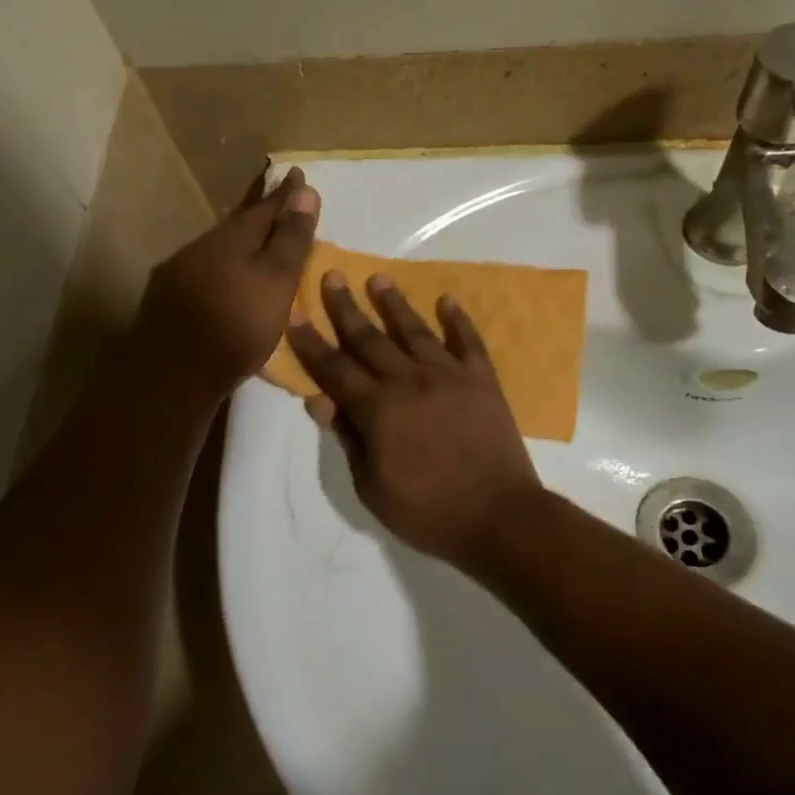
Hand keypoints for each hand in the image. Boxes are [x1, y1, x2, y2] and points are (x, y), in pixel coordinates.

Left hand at [133, 166, 320, 401]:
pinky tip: (225, 282)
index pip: (266, 206)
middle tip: (278, 201)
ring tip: (256, 244)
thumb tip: (305, 191)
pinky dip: (221, 270)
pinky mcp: (167, 300)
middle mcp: (202, 246)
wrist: (173, 373)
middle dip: (259, 213)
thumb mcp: (276, 281)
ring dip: (238, 243)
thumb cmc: (236, 325)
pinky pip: (203, 272)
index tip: (297, 173)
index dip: (284, 192)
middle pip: (238, 224)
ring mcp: (180, 272)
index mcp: (233, 237)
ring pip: (217, 248)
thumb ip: (290, 239)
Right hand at [287, 271, 543, 565]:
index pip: (335, 368)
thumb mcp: (372, 487)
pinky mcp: (482, 380)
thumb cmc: (427, 511)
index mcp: (377, 409)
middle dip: (346, 307)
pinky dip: (457, 319)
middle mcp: (409, 381)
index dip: (311, 342)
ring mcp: (449, 376)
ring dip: (394, 303)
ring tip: (379, 278)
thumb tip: (319, 400)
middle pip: (369, 338)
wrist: (499, 518)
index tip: (295, 313)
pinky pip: (468, 341)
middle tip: (332, 276)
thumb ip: (348, 438)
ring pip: (414, 330)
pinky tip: (446, 300)